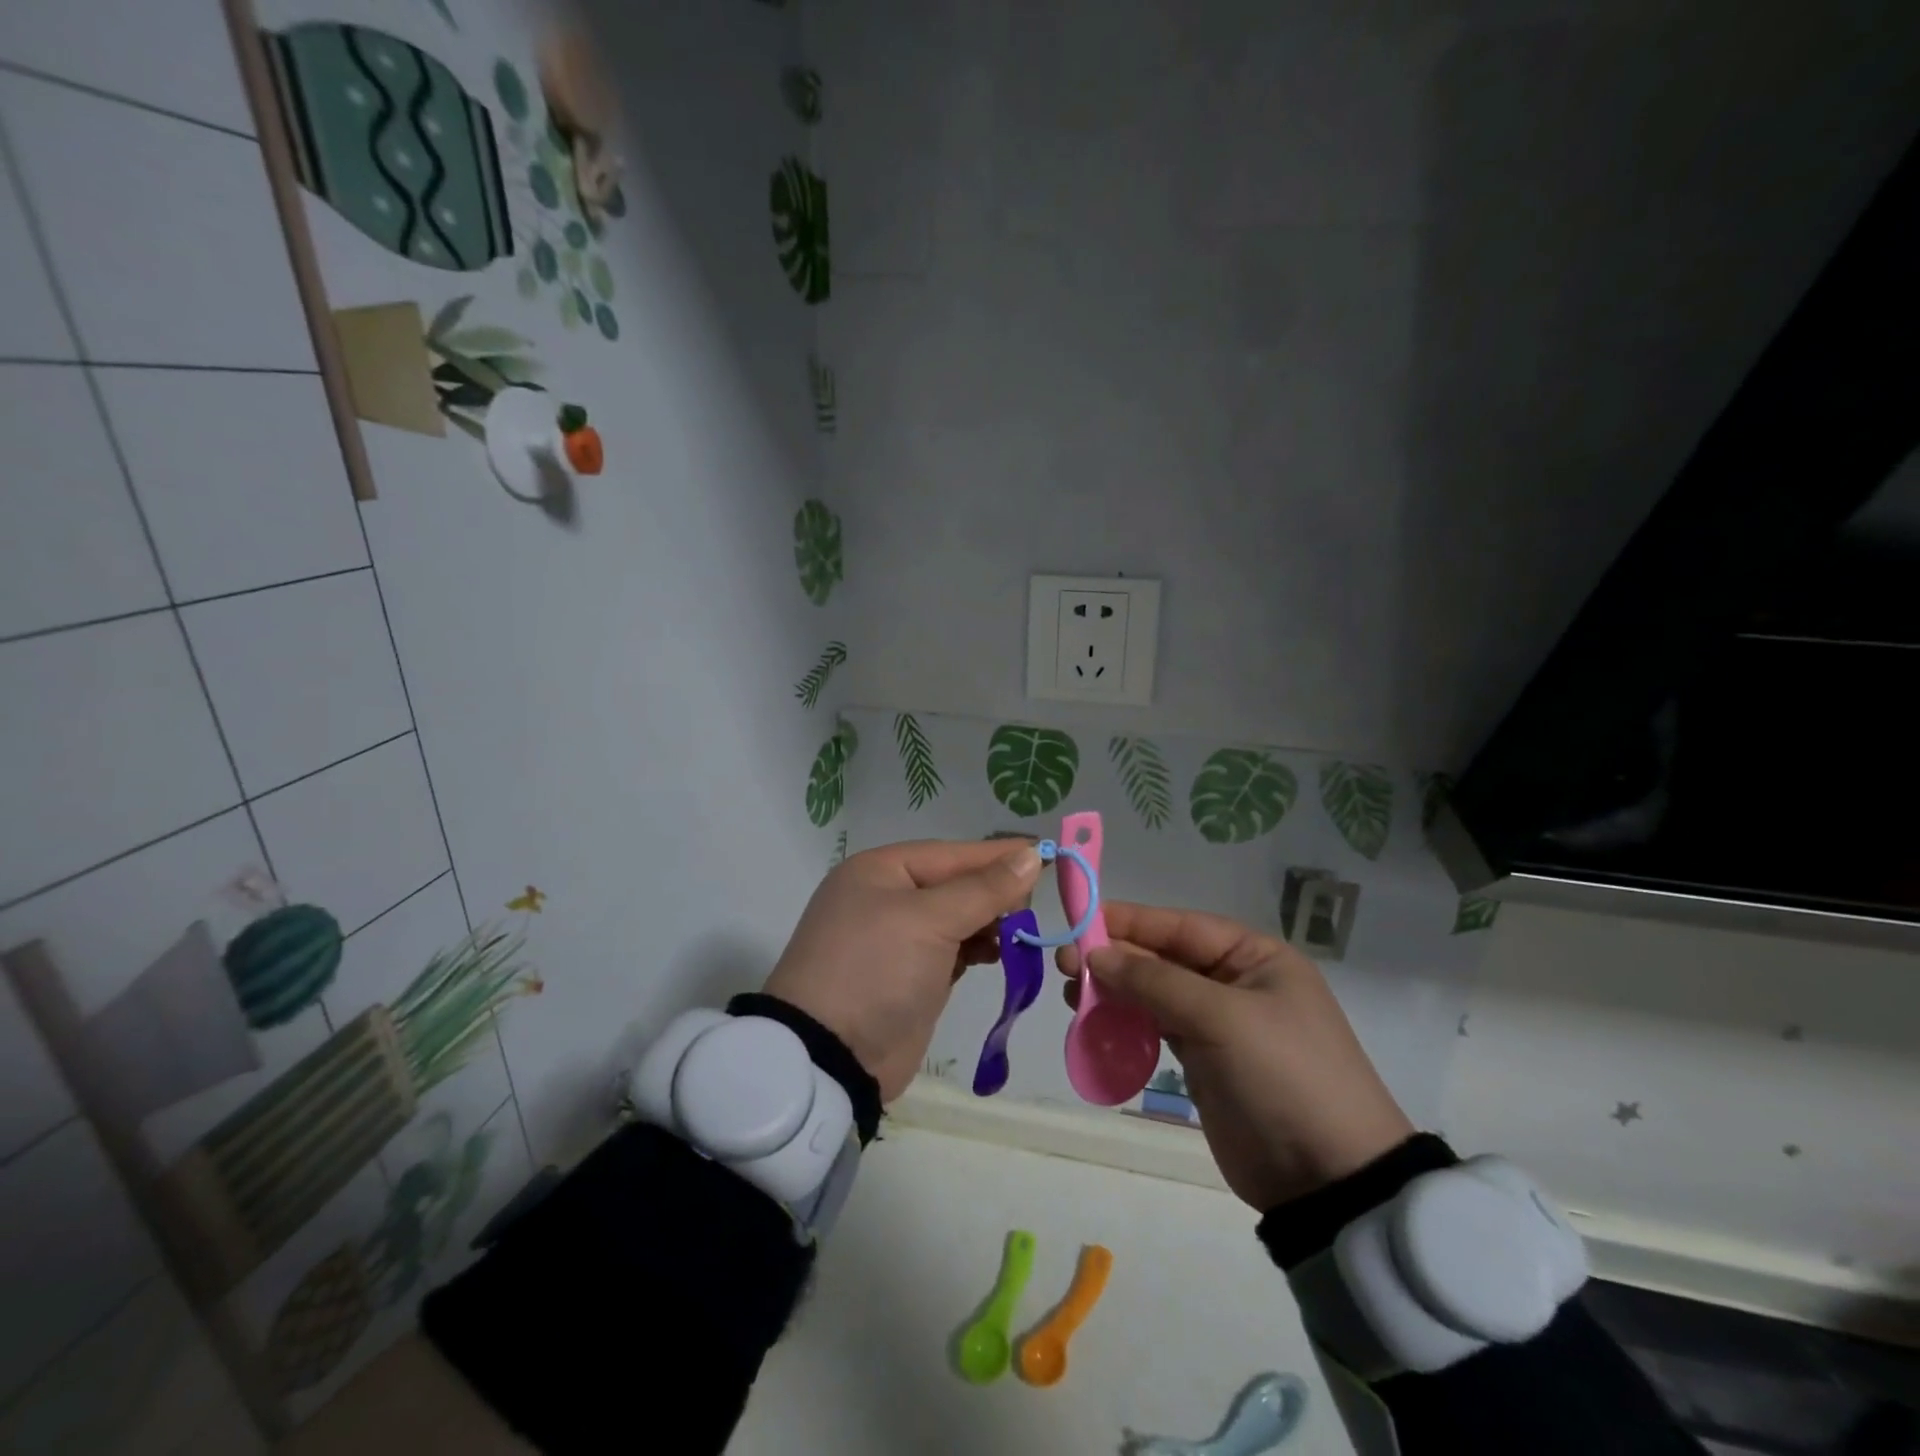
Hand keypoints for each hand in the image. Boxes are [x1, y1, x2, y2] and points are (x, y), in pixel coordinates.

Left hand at [765, 839, 1042, 1102]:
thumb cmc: (876, 970)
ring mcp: (897, 939)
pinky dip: (978, 948)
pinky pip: (953, 949)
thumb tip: (1028, 855)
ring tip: (1022, 932)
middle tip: (1036, 904)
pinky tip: (1001, 953)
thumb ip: (983, 889)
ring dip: (991, 923)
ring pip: (957, 917)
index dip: (998, 855)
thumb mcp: (929, 921)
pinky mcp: (911, 975)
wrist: (830, 1057)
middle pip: (956, 884)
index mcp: (881, 870)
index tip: (1045, 855)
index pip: (952, 854)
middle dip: (996, 893)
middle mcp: (887, 897)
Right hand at [1059, 903, 1413, 1210]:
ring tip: (1072, 995)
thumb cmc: (1283, 1076)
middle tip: (1064, 965)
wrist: (1329, 1181)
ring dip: (1114, 992)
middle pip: (1162, 958)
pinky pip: (1156, 1029)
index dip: (1129, 921)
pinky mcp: (1204, 1061)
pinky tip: (1094, 1024)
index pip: (1180, 926)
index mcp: (1255, 957)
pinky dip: (1125, 1024)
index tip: (1079, 921)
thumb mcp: (1221, 1018)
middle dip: (1115, 959)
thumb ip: (1155, 981)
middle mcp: (1236, 982)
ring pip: (1154, 994)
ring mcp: (1219, 1024)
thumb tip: (1096, 954)